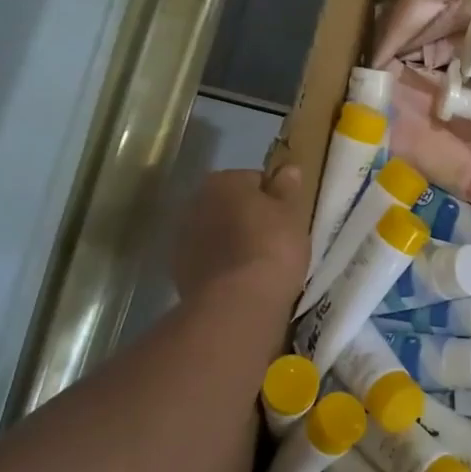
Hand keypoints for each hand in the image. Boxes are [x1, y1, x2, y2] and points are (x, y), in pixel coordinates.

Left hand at [172, 167, 307, 305]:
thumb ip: (287, 189)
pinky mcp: (179, 272)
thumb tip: (288, 169)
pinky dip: (221, 267)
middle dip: (248, 219)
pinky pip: (208, 261)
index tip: (287, 219)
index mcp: (223, 181)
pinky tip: (241, 282)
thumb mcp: (292, 214)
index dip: (274, 198)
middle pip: (230, 206)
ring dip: (232, 243)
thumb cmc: (272, 247)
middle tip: (275, 241)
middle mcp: (195, 203)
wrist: (237, 302)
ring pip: (216, 234)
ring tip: (258, 266)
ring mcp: (182, 239)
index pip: (254, 180)